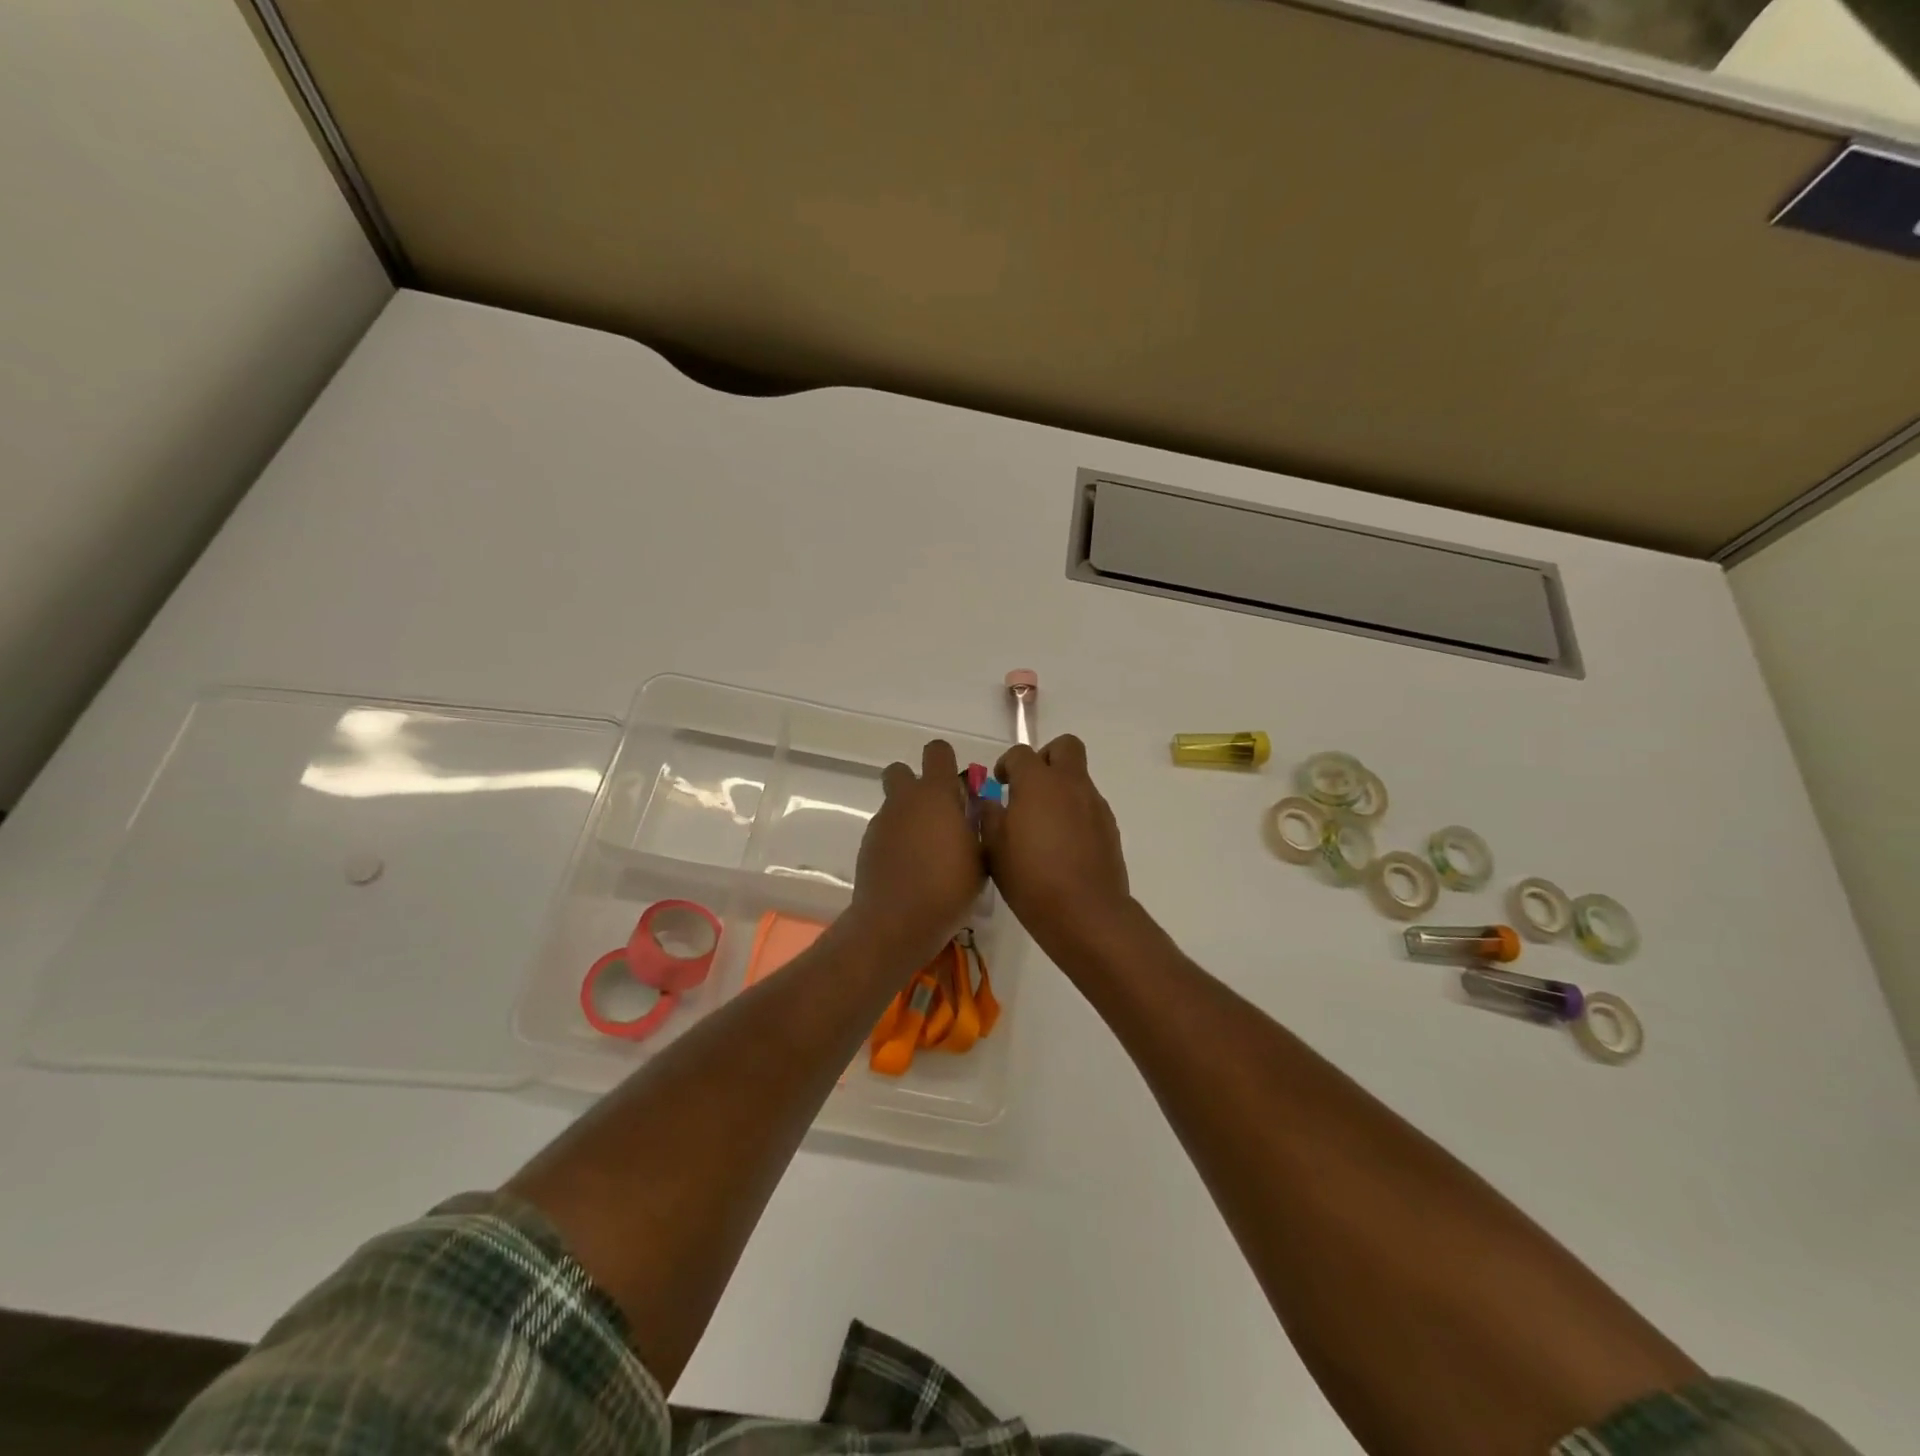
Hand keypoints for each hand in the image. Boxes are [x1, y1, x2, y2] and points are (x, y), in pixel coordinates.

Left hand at [845, 739, 985, 968]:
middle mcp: (905, 800)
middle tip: (937, 814)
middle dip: (916, 784)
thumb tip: (975, 809)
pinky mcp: (867, 845)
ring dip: (908, 816)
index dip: (947, 762)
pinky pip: (885, 830)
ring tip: (927, 850)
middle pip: (901, 771)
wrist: (895, 923)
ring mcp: (882, 822)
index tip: (959, 787)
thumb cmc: (948, 887)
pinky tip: (910, 868)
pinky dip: (897, 840)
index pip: (937, 751)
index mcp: (936, 794)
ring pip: (894, 804)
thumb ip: (979, 825)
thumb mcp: (982, 857)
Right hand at [979, 735, 1132, 954]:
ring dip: (1061, 788)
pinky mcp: (1110, 827)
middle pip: (1065, 746)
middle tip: (1029, 786)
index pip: (1021, 753)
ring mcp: (1095, 804)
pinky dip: (1074, 812)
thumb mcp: (994, 848)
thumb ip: (989, 816)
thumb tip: (991, 801)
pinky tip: (1062, 844)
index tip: (1000, 784)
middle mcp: (1071, 784)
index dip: (1007, 764)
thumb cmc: (1030, 878)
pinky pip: (1089, 805)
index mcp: (1038, 782)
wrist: (1085, 913)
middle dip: (1046, 757)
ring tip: (1043, 823)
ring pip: (1079, 777)